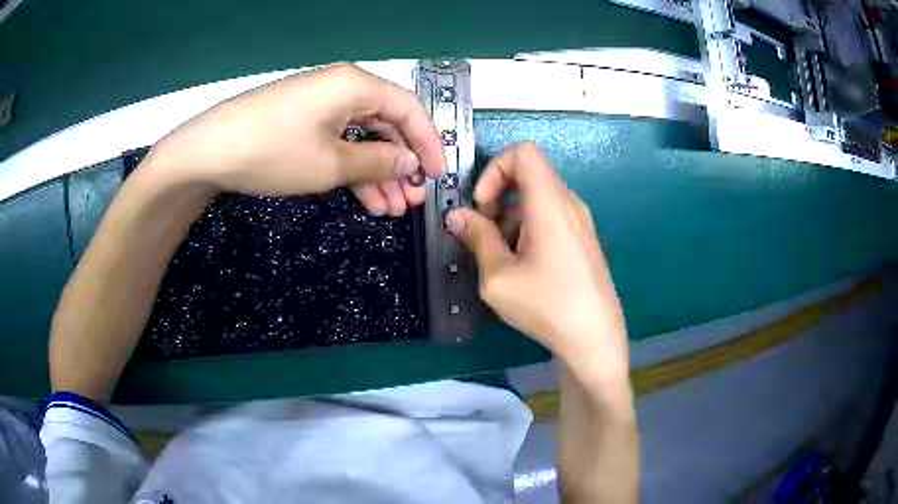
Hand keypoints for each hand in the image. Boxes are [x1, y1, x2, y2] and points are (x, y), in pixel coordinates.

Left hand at [145, 63, 444, 214]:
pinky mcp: (303, 122)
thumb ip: (377, 161)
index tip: (437, 175)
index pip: (409, 109)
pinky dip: (352, 168)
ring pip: (362, 137)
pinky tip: (364, 198)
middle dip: (401, 163)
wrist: (209, 152)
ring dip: (378, 172)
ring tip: (390, 208)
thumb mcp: (331, 163)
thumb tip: (409, 163)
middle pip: (386, 124)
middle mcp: (342, 88)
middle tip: (412, 198)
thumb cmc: (273, 151)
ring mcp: (320, 105)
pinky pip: (339, 142)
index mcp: (356, 86)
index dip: (428, 143)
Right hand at [445, 143, 628, 375]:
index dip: (494, 168)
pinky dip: (530, 227)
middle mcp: (569, 203)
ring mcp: (581, 221)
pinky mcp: (584, 239)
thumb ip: (477, 238)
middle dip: (498, 196)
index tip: (483, 206)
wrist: (595, 338)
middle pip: (529, 174)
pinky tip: (525, 265)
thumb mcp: (499, 277)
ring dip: (512, 216)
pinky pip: (552, 216)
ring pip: (538, 198)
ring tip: (503, 257)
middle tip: (486, 233)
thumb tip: (456, 215)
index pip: (523, 152)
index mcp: (550, 203)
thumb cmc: (547, 306)